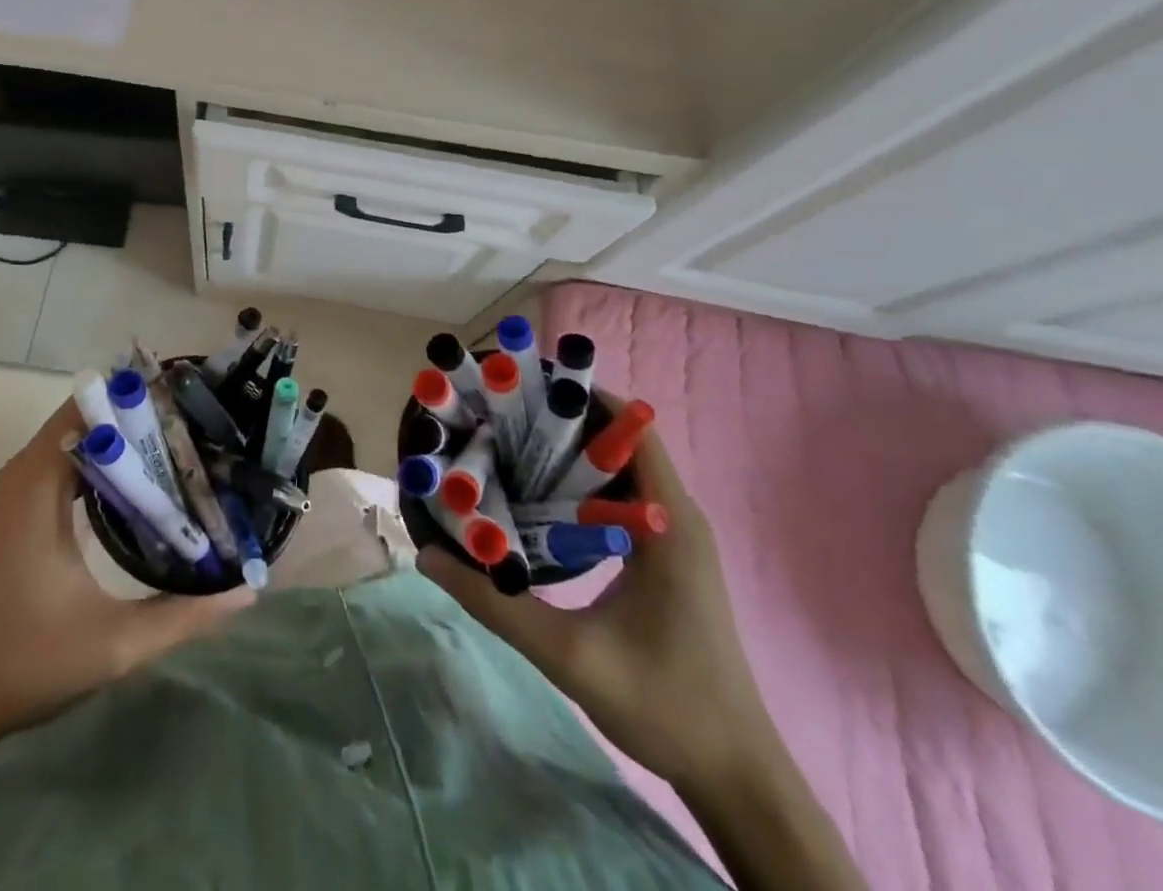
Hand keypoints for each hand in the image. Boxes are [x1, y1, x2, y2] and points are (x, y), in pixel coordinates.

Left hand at [0, 401, 254, 742]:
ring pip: (80, 440)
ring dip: (126, 441)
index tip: (191, 404)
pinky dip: (106, 464)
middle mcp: (26, 471)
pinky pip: (68, 463)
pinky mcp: (20, 509)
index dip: (141, 400)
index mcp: (39, 482)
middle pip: (90, 418)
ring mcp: (20, 490)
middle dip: (143, 418)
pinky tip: (146, 485)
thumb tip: (248, 589)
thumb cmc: (26, 662)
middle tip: (200, 430)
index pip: (93, 408)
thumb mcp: (115, 643)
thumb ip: (184, 614)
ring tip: (184, 450)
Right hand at [418, 421, 780, 793]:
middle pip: (618, 439)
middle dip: (559, 419)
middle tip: (495, 415)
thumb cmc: (665, 706)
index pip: (630, 427)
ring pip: (618, 468)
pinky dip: (580, 484)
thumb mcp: (568, 657)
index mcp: (669, 523)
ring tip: (504, 444)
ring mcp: (675, 536)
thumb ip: (495, 605)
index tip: (519, 388)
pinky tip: (535, 498)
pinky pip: (621, 497)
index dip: (578, 396)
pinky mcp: (667, 555)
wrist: (736, 774)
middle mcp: (677, 515)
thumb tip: (426, 555)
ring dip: (567, 452)